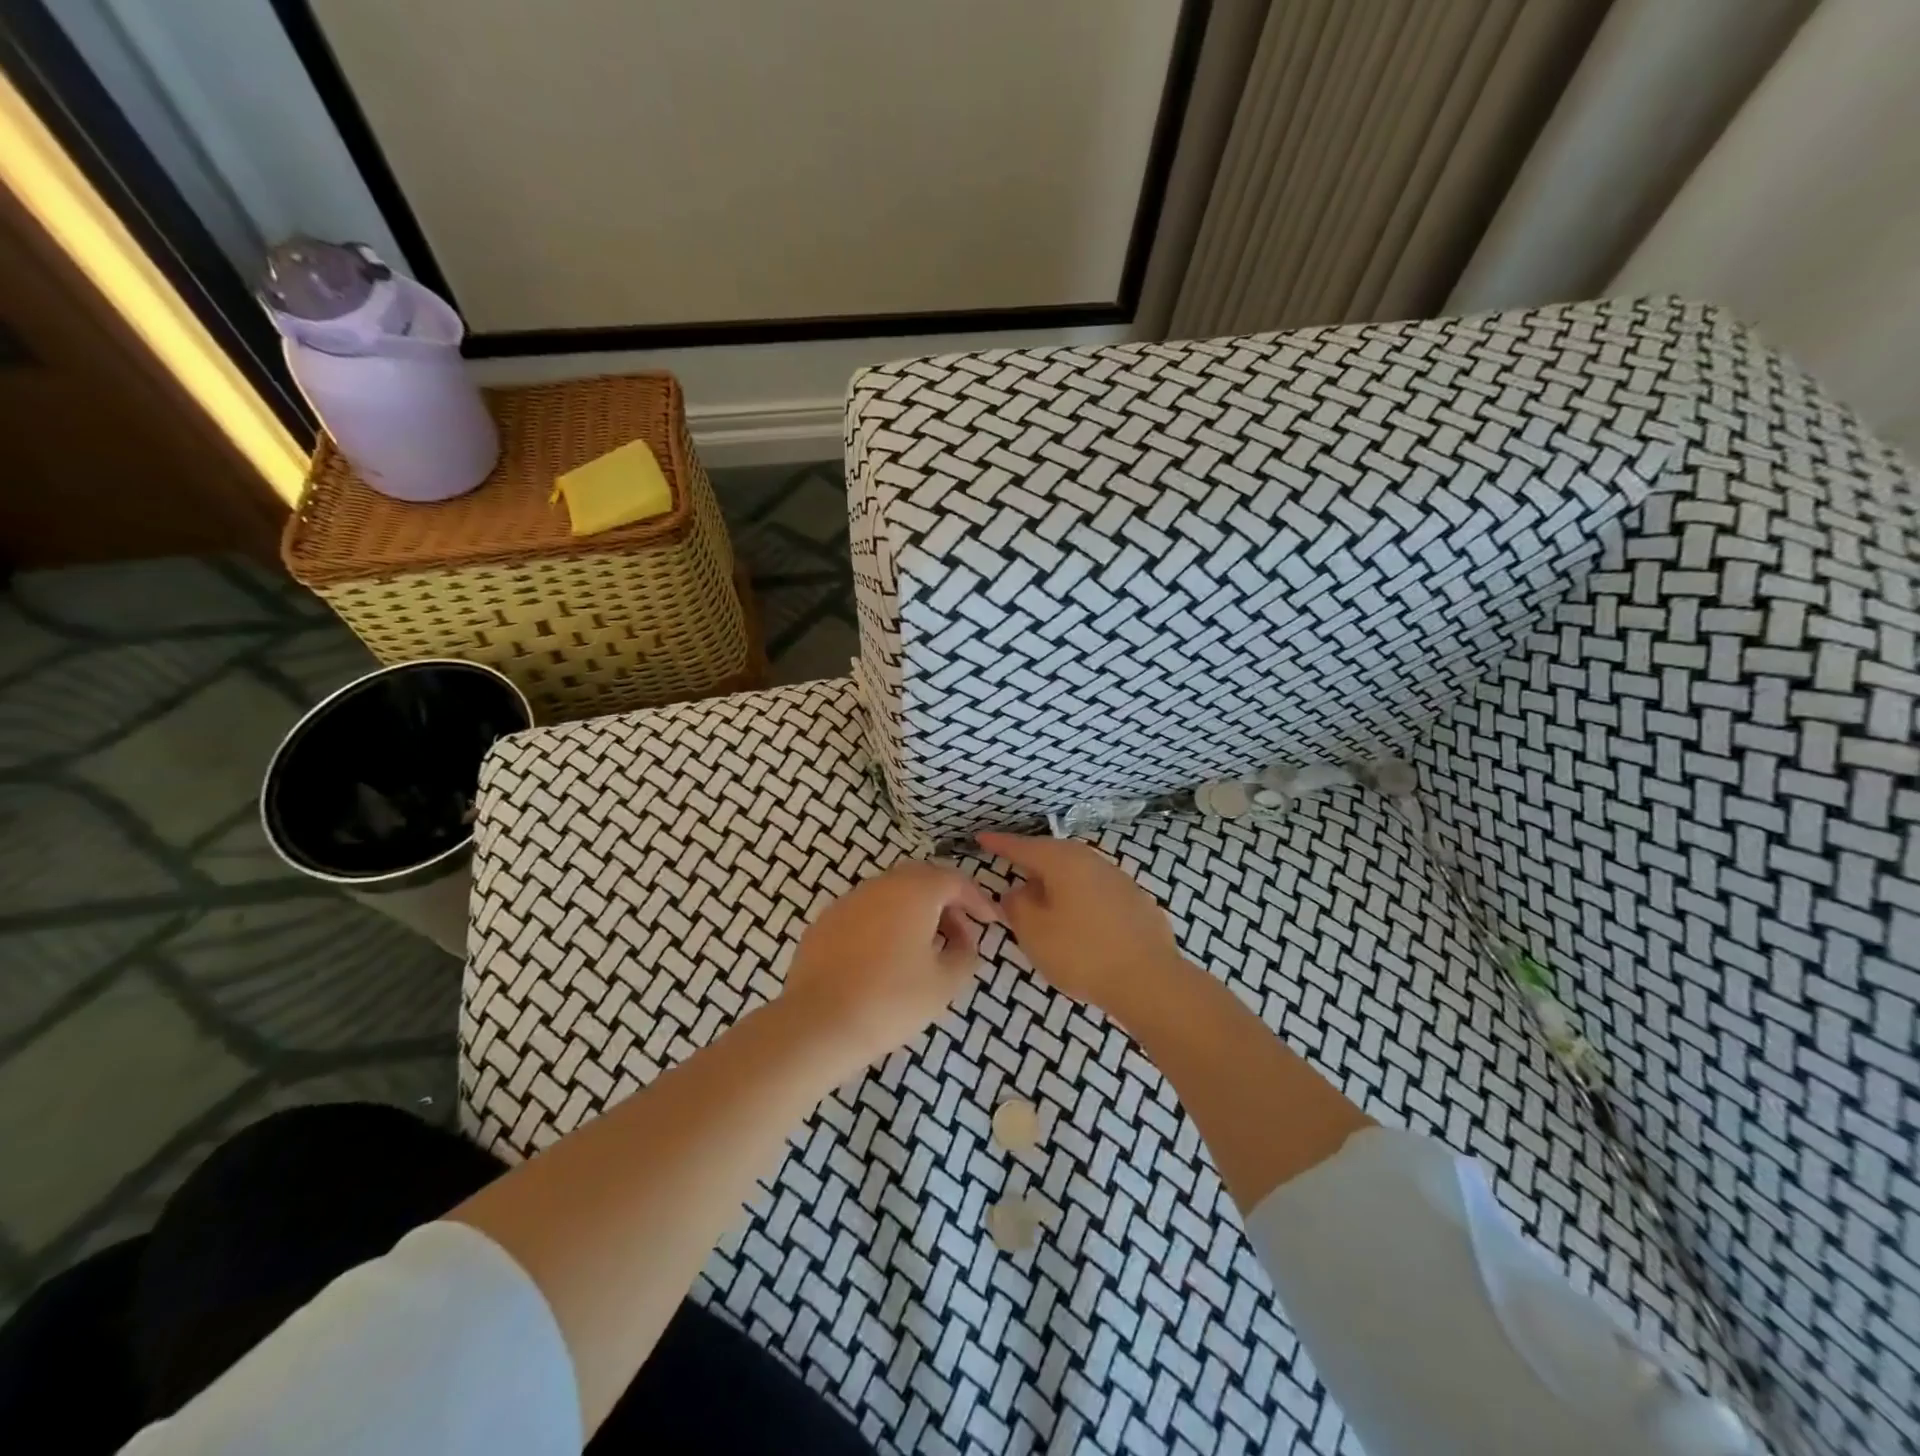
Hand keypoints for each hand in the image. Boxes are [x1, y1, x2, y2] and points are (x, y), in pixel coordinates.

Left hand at [780, 861, 999, 1075]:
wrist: (818, 1023)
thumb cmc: (891, 1000)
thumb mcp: (945, 983)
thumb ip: (965, 954)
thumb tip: (963, 941)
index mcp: (914, 891)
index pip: (955, 880)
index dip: (977, 899)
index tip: (990, 922)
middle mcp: (881, 884)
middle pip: (921, 879)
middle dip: (945, 900)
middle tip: (959, 931)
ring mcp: (848, 900)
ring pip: (891, 893)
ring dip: (914, 911)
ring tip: (924, 947)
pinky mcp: (825, 921)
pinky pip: (866, 912)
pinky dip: (885, 923)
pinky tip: (886, 957)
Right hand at [976, 832, 1180, 1017]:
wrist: (1149, 980)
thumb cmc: (1081, 952)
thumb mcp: (1034, 932)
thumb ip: (1017, 906)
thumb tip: (1018, 892)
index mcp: (1063, 861)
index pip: (1023, 846)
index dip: (1000, 843)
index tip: (981, 837)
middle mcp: (1092, 861)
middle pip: (1054, 855)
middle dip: (1031, 862)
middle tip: (1011, 869)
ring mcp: (1118, 879)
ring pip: (1077, 872)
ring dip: (1056, 882)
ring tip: (1041, 899)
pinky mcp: (1135, 902)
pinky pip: (1095, 891)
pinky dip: (1078, 898)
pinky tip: (1077, 920)